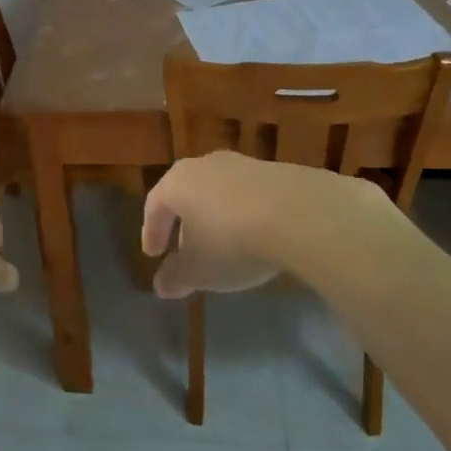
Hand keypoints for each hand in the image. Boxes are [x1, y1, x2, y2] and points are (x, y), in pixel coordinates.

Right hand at [141, 151, 390, 298]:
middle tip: (186, 250)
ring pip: (218, 191)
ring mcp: (242, 164)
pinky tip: (256, 236)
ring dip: (216, 217)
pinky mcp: (275, 171)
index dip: (152, 231)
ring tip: (224, 245)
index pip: (155, 204)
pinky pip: (248, 194)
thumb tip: (161, 285)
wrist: (298, 214)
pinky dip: (244, 213)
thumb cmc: (233, 241)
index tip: (154, 254)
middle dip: (184, 223)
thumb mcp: (199, 270)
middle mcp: (206, 165)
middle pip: (187, 193)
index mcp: (178, 183)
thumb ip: (176, 277)